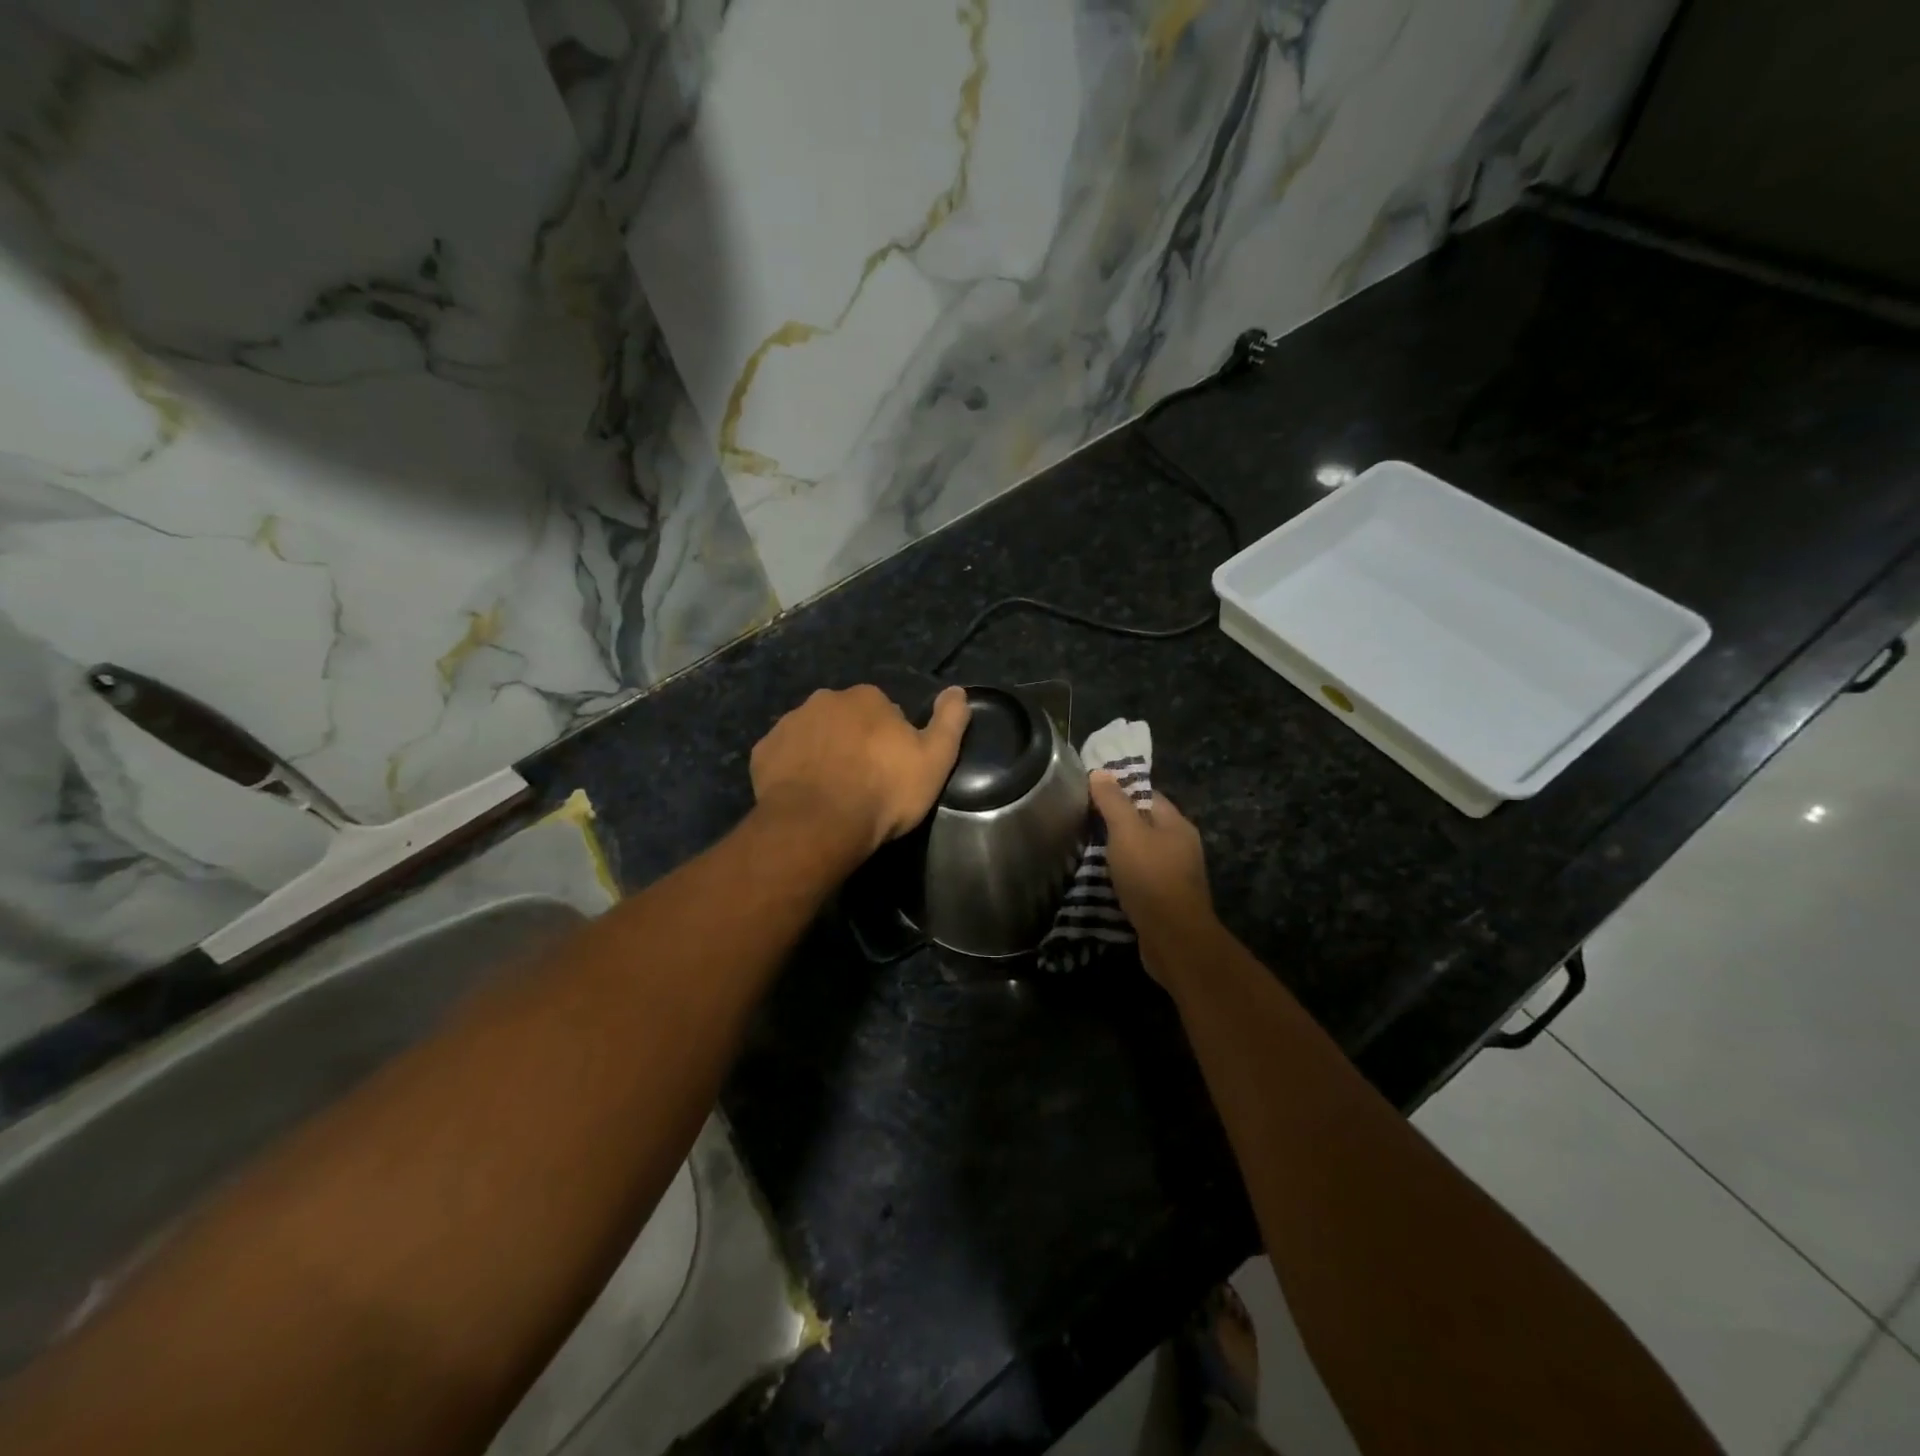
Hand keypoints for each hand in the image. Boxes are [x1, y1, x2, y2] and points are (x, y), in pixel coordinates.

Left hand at [751, 684, 969, 854]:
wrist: (820, 824)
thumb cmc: (884, 791)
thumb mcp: (934, 759)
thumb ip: (949, 721)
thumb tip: (958, 690)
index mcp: (867, 697)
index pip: (885, 710)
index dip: (890, 739)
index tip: (892, 768)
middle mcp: (824, 700)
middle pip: (845, 718)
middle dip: (853, 741)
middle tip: (862, 780)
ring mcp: (789, 724)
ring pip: (812, 734)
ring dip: (822, 753)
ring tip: (832, 791)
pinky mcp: (763, 753)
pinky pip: (783, 756)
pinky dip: (792, 770)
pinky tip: (803, 795)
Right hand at [1089, 773, 1214, 979]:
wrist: (1173, 939)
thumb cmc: (1150, 877)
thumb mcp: (1127, 832)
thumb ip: (1113, 802)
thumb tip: (1100, 772)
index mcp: (1176, 824)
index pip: (1147, 795)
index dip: (1120, 791)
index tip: (1090, 794)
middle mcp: (1181, 846)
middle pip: (1144, 824)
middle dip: (1116, 823)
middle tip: (1083, 822)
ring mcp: (1176, 875)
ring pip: (1142, 853)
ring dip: (1118, 853)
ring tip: (1087, 850)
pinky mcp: (1166, 900)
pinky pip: (1141, 878)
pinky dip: (1123, 876)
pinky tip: (1103, 880)